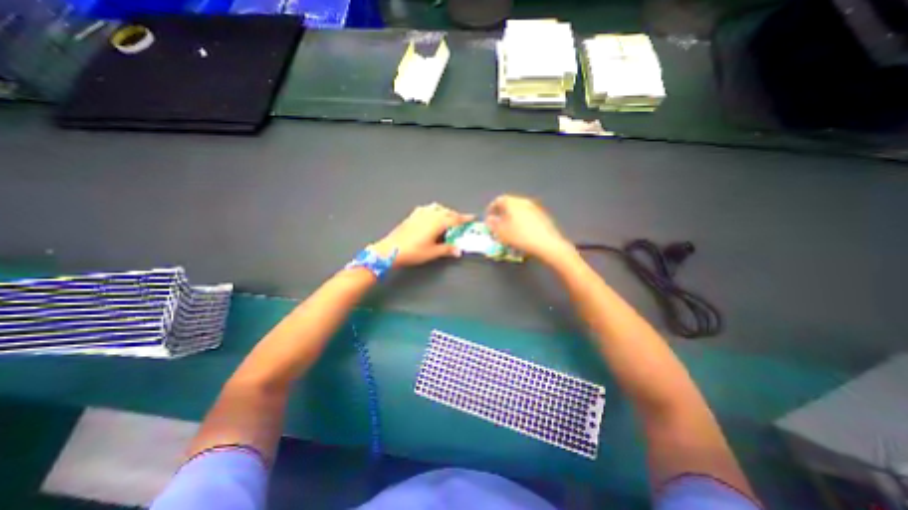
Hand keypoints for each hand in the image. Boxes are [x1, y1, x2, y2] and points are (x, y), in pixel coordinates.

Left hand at [374, 202, 476, 269]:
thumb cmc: (414, 251)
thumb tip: (458, 251)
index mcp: (438, 222)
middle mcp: (431, 214)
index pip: (455, 219)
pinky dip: (434, 210)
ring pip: (437, 208)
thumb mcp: (433, 252)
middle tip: (461, 222)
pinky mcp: (412, 215)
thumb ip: (447, 249)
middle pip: (447, 212)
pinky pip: (427, 208)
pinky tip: (432, 216)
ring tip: (447, 219)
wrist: (391, 249)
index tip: (473, 217)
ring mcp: (420, 213)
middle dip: (456, 215)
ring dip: (445, 211)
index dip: (465, 218)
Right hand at [481, 195, 572, 262]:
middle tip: (497, 225)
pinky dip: (521, 221)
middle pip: (509, 204)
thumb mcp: (501, 232)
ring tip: (509, 230)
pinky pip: (527, 216)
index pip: (498, 200)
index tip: (488, 219)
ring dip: (512, 218)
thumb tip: (489, 219)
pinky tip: (521, 233)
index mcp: (512, 202)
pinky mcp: (543, 216)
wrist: (546, 243)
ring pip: (519, 210)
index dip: (491, 209)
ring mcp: (535, 208)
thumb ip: (492, 224)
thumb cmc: (520, 236)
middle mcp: (524, 201)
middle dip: (502, 214)